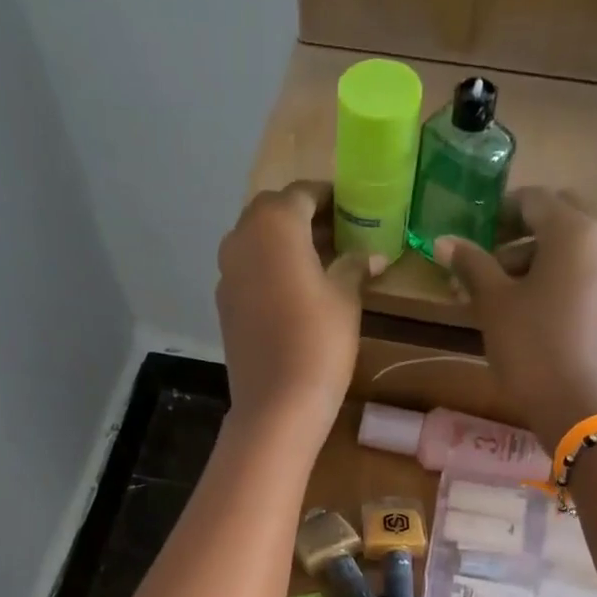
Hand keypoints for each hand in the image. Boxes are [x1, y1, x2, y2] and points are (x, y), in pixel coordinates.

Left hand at [216, 181, 380, 444]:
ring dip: (286, 244)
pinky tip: (296, 290)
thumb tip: (372, 255)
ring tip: (321, 262)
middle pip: (274, 213)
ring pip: (258, 242)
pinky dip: (271, 269)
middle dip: (305, 218)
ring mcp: (226, 271)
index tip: (353, 208)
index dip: (330, 198)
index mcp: (274, 223)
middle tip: (338, 234)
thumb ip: (355, 265)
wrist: (276, 403)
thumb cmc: (319, 340)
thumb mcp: (346, 297)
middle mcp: (242, 237)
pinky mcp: (224, 302)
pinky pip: (249, 270)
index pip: (303, 194)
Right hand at [433, 188, 596, 448]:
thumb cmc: (530, 345)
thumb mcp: (493, 302)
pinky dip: (546, 276)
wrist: (574, 402)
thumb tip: (442, 240)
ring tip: (488, 290)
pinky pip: (574, 270)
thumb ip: (470, 264)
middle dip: (515, 233)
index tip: (470, 234)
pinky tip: (516, 305)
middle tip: (483, 258)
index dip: (497, 212)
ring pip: (563, 246)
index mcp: (573, 230)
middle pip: (554, 217)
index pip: (532, 199)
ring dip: (526, 257)